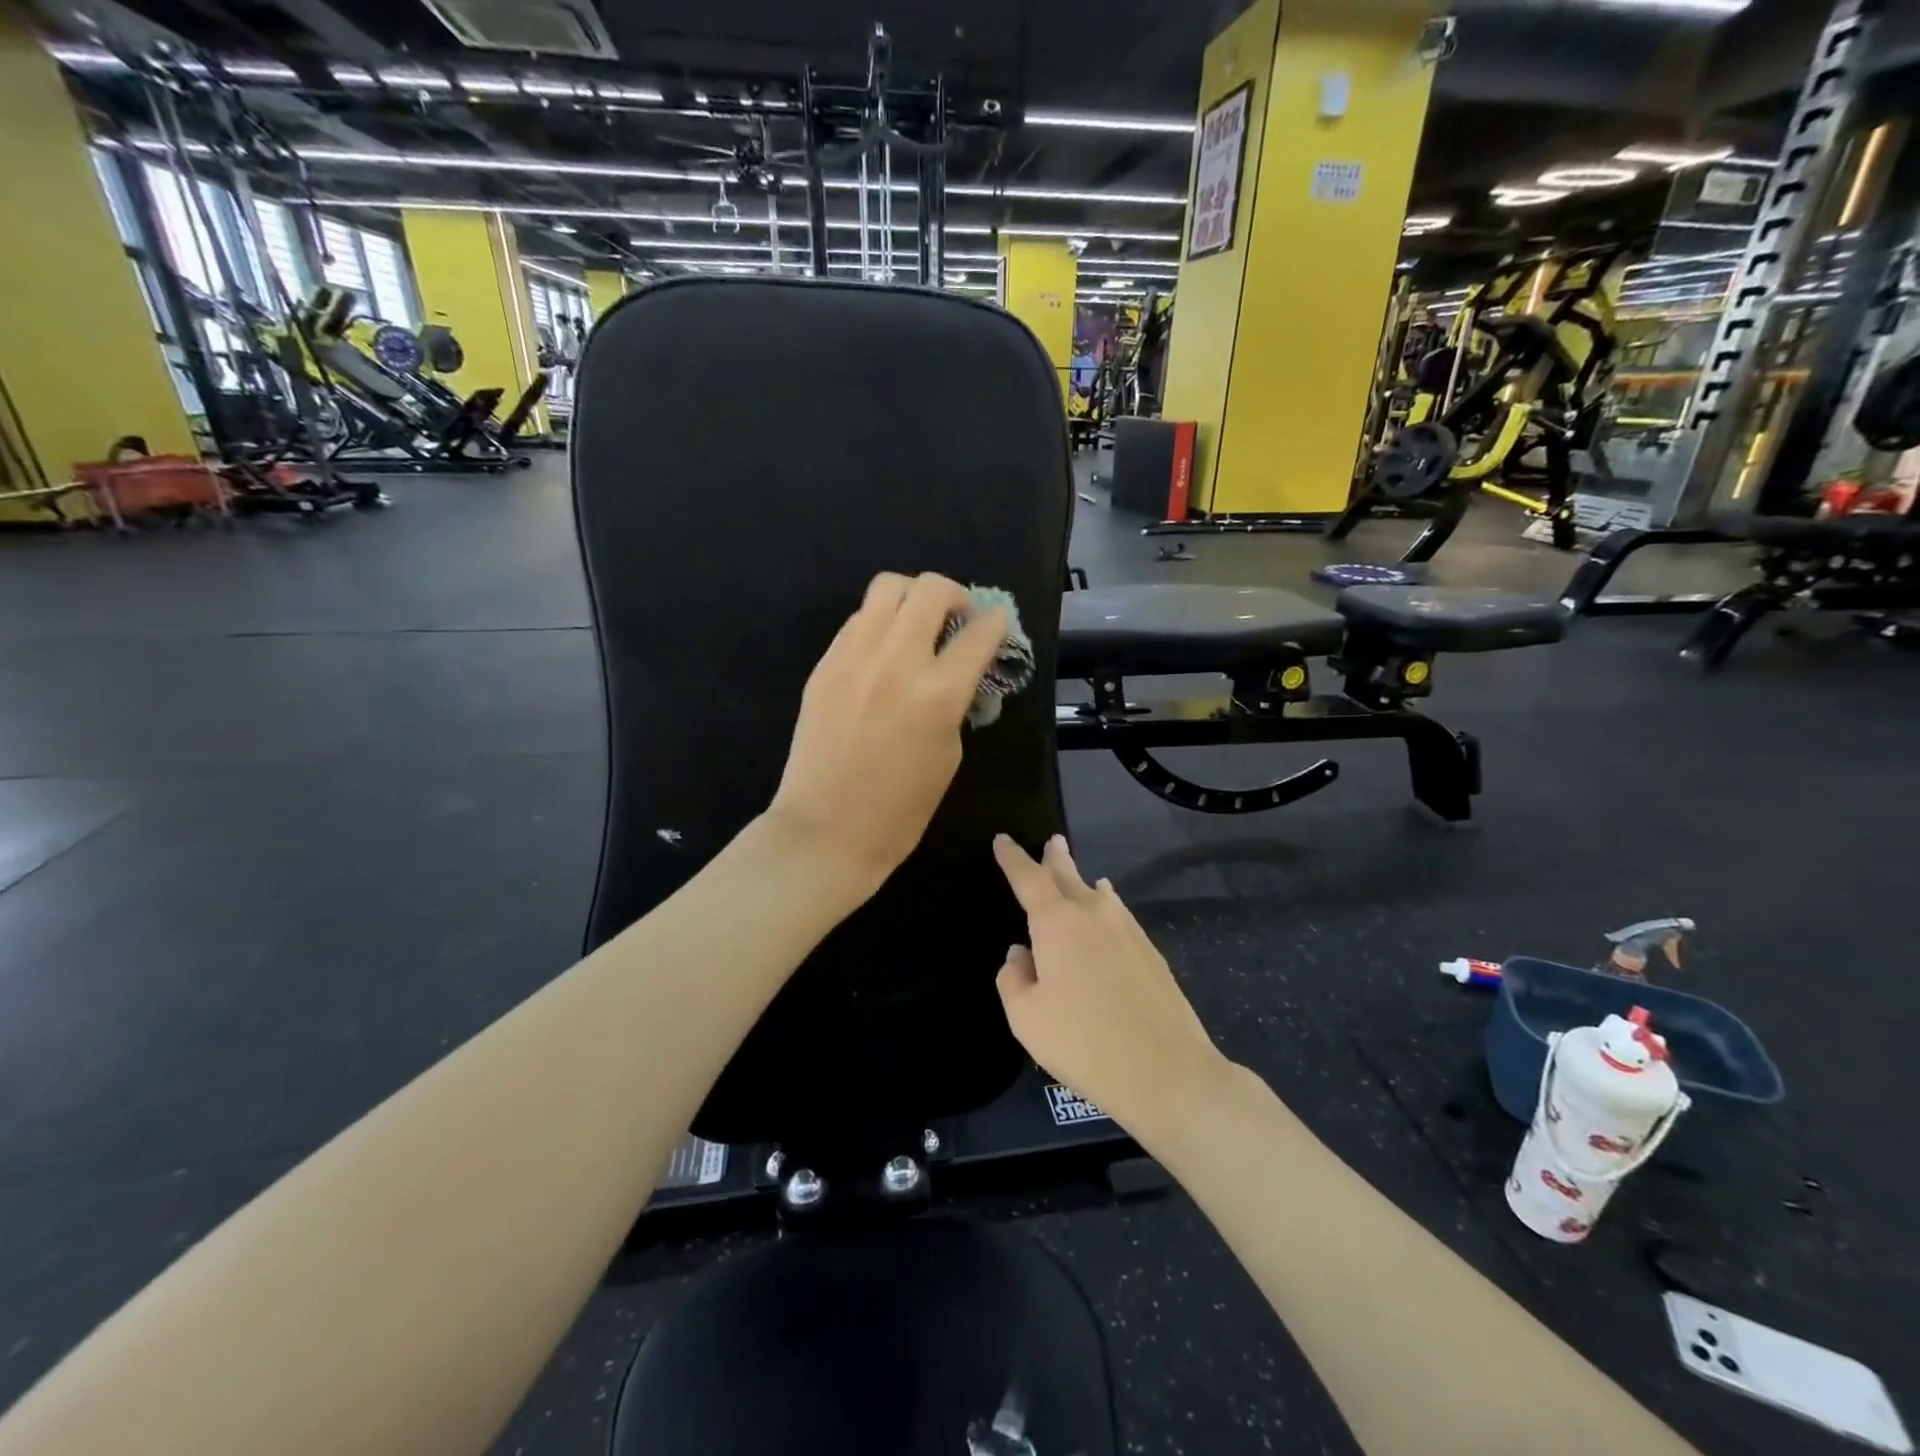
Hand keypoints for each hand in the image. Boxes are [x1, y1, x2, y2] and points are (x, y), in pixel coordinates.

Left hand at [768, 572, 1006, 889]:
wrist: (826, 830)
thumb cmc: (900, 809)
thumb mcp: (949, 754)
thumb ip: (954, 702)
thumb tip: (956, 673)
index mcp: (938, 693)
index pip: (979, 632)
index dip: (996, 623)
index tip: (997, 624)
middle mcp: (897, 660)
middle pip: (931, 588)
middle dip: (956, 595)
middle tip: (958, 619)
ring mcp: (854, 656)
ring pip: (888, 587)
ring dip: (913, 596)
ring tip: (918, 623)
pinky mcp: (825, 663)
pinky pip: (859, 620)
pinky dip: (880, 622)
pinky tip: (883, 651)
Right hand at [993, 834, 1229, 1129]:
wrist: (1167, 1071)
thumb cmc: (1084, 1044)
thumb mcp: (1026, 1018)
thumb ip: (1013, 979)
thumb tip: (1021, 954)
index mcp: (1056, 922)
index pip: (1028, 878)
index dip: (1012, 857)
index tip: (1002, 840)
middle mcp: (1093, 913)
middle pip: (1068, 876)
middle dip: (1055, 858)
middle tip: (1052, 841)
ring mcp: (1127, 930)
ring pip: (1097, 894)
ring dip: (1082, 882)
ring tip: (1079, 875)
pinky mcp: (1150, 952)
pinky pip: (1119, 915)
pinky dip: (1106, 906)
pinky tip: (1108, 911)